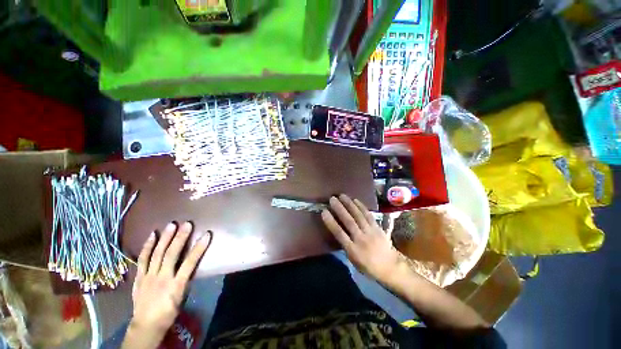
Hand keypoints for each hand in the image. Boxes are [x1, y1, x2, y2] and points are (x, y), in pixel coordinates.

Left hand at [130, 222, 210, 334]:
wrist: (146, 324)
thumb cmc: (169, 311)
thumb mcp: (182, 297)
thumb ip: (185, 279)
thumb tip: (190, 264)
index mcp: (176, 285)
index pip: (190, 263)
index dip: (199, 248)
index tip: (206, 235)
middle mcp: (162, 278)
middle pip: (171, 255)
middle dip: (180, 238)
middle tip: (187, 224)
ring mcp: (149, 276)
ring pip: (157, 254)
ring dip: (165, 238)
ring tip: (171, 225)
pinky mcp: (139, 276)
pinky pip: (143, 259)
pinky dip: (147, 246)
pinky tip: (152, 235)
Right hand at [321, 194, 401, 283]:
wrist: (390, 267)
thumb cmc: (369, 266)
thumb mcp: (354, 260)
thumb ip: (346, 245)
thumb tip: (338, 230)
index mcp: (353, 250)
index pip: (339, 234)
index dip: (331, 222)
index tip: (324, 212)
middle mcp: (361, 239)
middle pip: (349, 221)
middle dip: (339, 209)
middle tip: (332, 198)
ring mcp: (370, 232)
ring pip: (358, 215)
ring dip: (349, 204)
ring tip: (342, 196)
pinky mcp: (377, 227)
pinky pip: (368, 215)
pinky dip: (361, 207)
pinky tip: (355, 200)